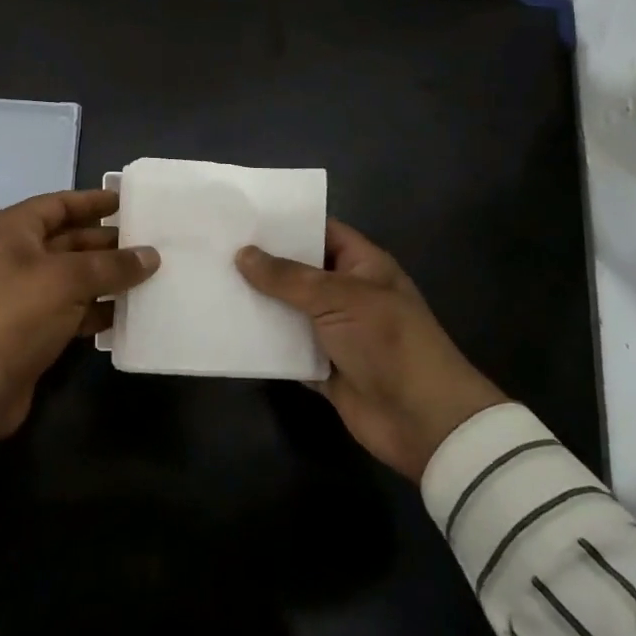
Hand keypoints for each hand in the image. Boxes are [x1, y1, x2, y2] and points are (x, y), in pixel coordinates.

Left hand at [0, 189, 159, 442]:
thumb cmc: (17, 314)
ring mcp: (24, 294)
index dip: (93, 202)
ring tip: (151, 275)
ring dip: (108, 277)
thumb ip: (112, 265)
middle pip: (70, 240)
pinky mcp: (34, 328)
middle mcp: (17, 256)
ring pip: (75, 276)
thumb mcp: (68, 280)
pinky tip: (130, 311)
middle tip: (151, 242)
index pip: (59, 204)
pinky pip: (73, 308)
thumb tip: (151, 255)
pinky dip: (99, 309)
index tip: (128, 202)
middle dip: (108, 242)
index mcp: (14, 231)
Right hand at [236, 219, 507, 480]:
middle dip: (262, 263)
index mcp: (362, 265)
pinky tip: (227, 331)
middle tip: (214, 248)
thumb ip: (288, 277)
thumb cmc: (388, 342)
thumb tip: (243, 254)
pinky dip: (263, 344)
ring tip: (211, 284)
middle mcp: (347, 293)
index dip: (285, 223)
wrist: (423, 420)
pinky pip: (286, 349)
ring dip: (258, 303)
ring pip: (288, 310)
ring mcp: (335, 332)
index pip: (320, 230)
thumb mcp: (339, 297)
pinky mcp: (322, 368)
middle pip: (299, 271)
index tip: (242, 215)